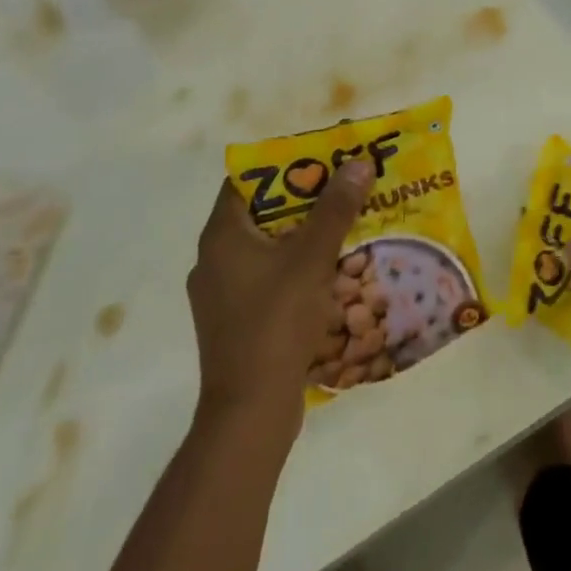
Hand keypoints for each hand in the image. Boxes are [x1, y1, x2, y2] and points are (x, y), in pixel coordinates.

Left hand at [188, 159, 370, 443]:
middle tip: (342, 190)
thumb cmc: (276, 322)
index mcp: (221, 236)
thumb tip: (358, 163)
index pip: (246, 181)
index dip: (284, 166)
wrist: (250, 410)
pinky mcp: (234, 321)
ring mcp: (221, 294)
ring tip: (343, 227)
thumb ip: (335, 208)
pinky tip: (328, 274)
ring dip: (302, 236)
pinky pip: (266, 278)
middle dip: (303, 200)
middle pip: (260, 213)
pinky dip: (294, 268)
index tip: (322, 160)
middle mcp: (213, 259)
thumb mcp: (312, 258)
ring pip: (265, 248)